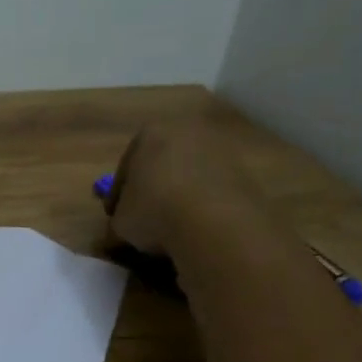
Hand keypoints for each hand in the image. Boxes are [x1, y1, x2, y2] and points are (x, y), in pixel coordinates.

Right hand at [105, 117, 262, 256]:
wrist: (215, 223)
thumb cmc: (154, 212)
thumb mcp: (120, 223)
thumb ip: (118, 220)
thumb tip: (120, 230)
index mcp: (148, 134)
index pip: (125, 166)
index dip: (118, 195)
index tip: (116, 217)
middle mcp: (186, 132)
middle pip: (161, 164)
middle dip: (152, 189)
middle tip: (144, 218)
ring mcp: (219, 150)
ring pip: (189, 175)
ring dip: (179, 197)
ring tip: (172, 227)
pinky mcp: (245, 172)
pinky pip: (213, 189)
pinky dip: (203, 205)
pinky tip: (196, 228)